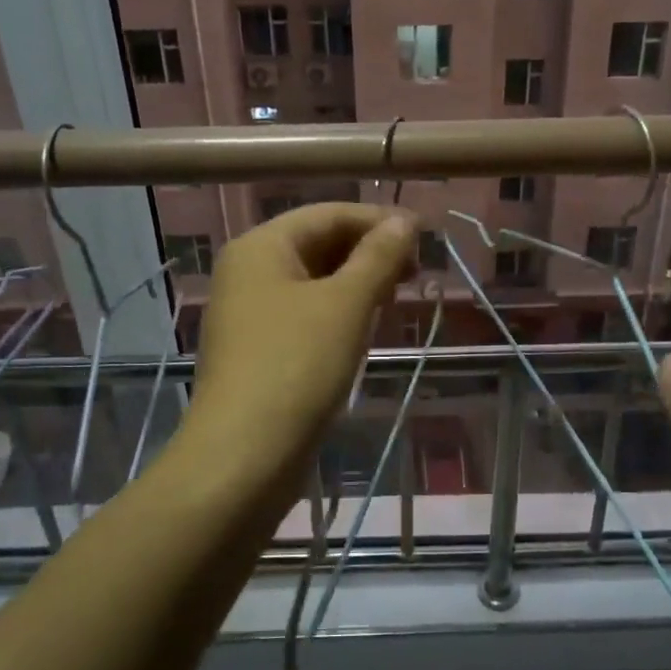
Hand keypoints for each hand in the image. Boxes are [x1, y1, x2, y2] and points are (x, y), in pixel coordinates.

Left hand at [186, 203, 415, 474]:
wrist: (245, 455)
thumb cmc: (297, 366)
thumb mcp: (346, 304)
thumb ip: (378, 257)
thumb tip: (404, 222)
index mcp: (260, 247)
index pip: (328, 214)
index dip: (379, 221)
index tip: (426, 238)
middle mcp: (248, 272)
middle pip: (318, 244)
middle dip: (369, 252)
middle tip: (417, 273)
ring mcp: (250, 313)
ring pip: (313, 282)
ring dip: (357, 283)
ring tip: (398, 298)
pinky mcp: (258, 350)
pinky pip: (305, 314)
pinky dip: (338, 312)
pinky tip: (367, 327)